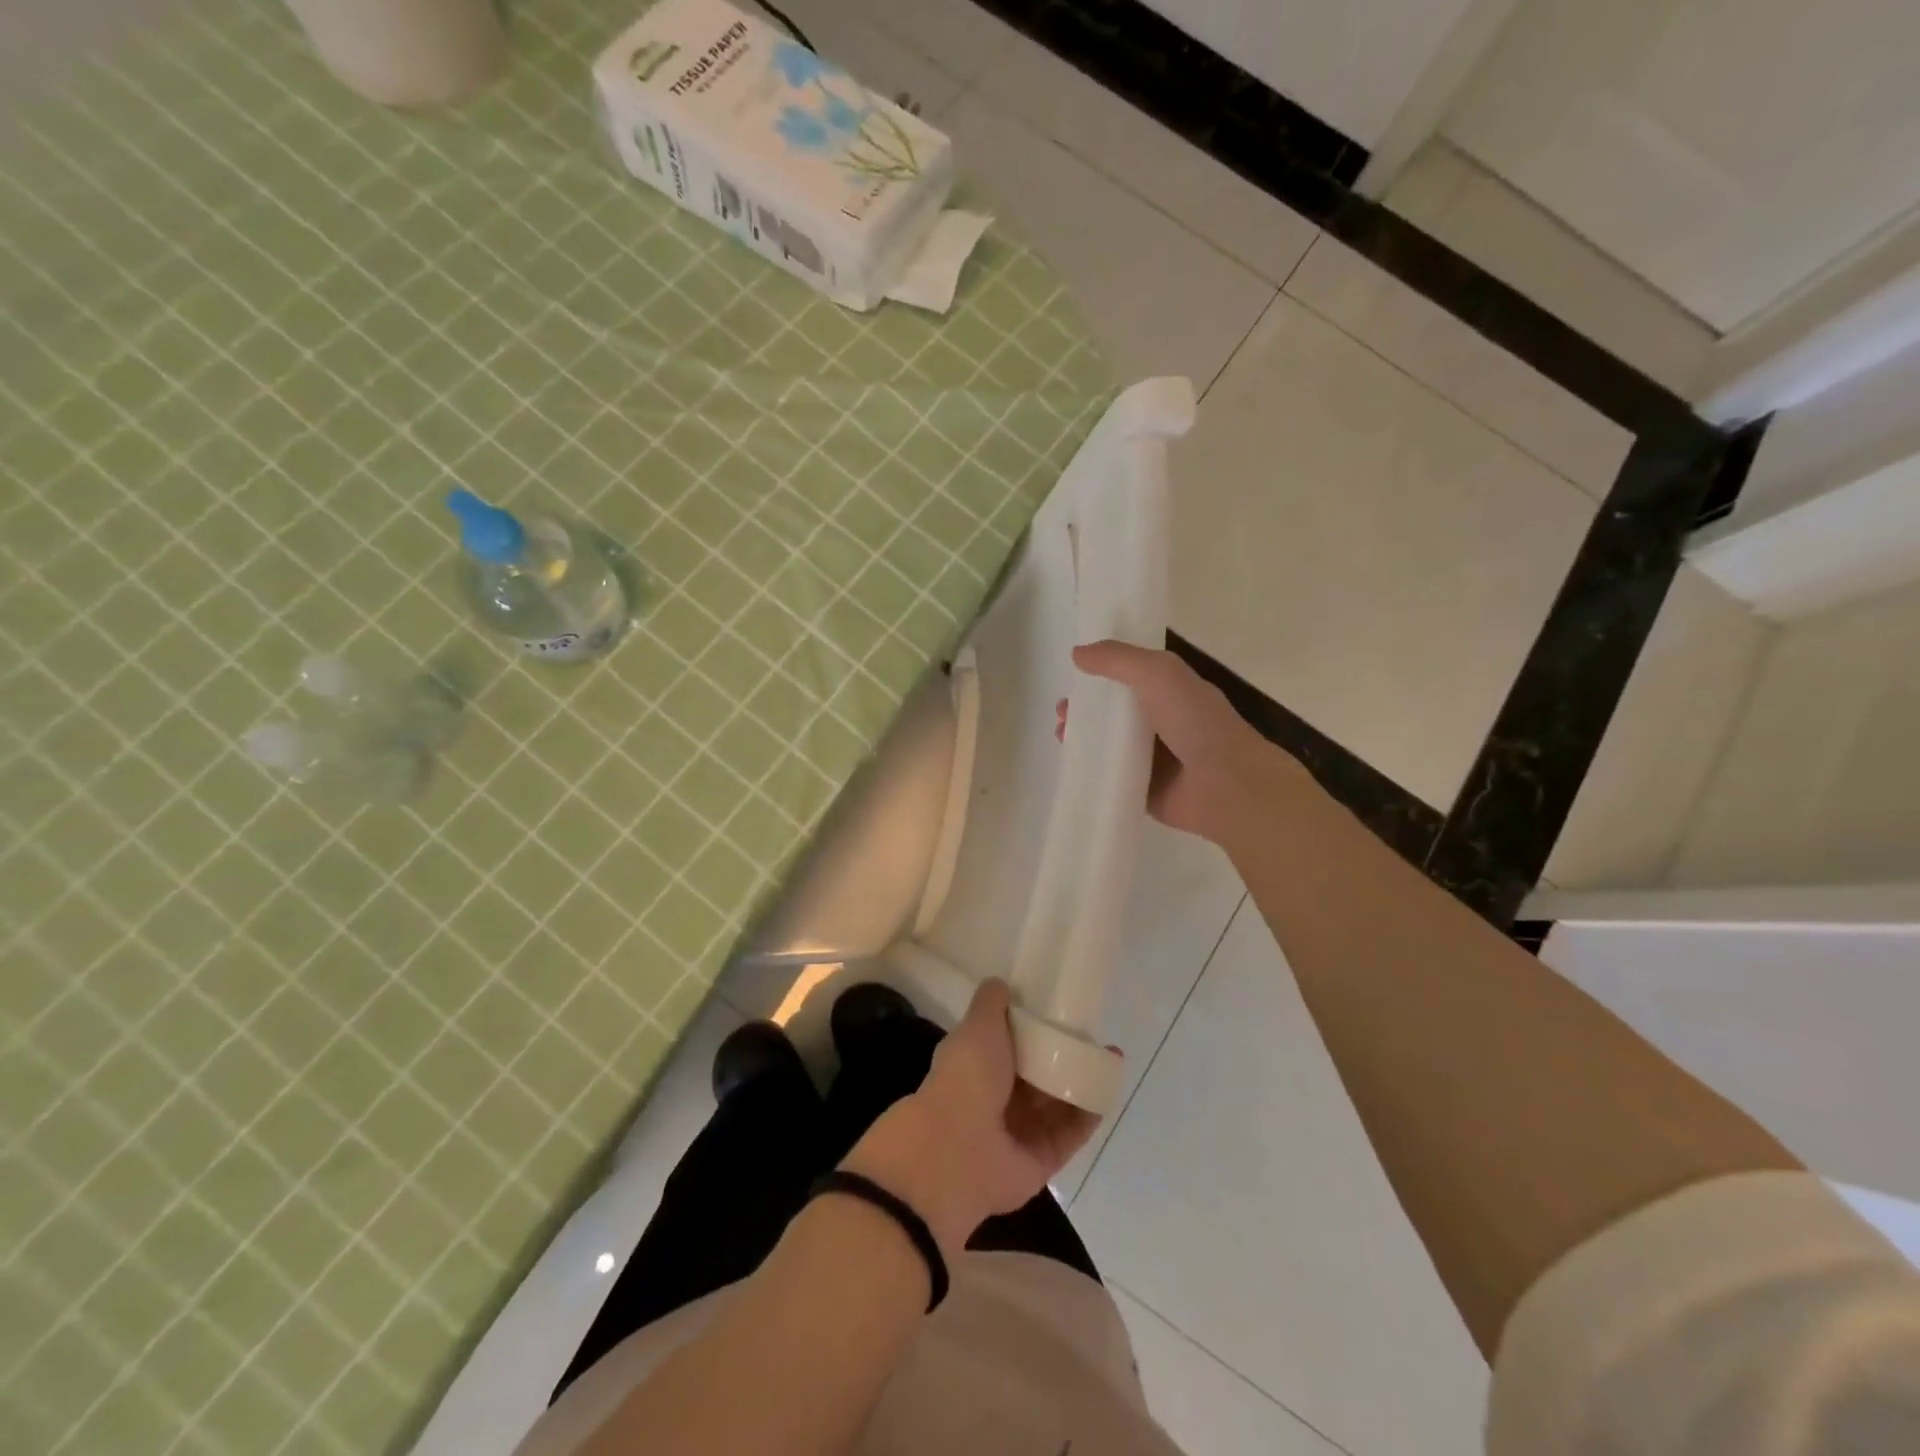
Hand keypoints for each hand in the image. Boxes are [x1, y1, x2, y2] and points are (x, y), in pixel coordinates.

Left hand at [841, 980, 1103, 1256]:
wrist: (958, 1151)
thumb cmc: (966, 1078)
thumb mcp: (977, 1026)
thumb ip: (991, 1004)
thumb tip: (1001, 983)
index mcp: (978, 1065)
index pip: (1011, 1043)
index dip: (1035, 1026)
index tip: (1061, 1009)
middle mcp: (998, 1098)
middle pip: (1039, 1073)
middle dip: (1065, 1054)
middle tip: (1093, 1033)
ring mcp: (1021, 1130)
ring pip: (1059, 1102)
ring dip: (1083, 1080)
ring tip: (1111, 1056)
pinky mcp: (1044, 1157)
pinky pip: (1072, 1131)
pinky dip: (1090, 1112)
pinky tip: (1107, 1086)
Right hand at [1059, 641, 1316, 847]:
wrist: (1225, 784)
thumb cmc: (1195, 721)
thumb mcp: (1158, 673)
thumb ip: (1118, 659)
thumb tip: (1077, 653)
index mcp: (1172, 692)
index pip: (1132, 678)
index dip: (1101, 676)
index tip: (1074, 679)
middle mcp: (1164, 723)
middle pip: (1117, 714)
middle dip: (1087, 710)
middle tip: (1063, 715)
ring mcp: (1156, 760)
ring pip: (1111, 746)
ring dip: (1085, 740)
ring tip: (1063, 737)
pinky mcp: (1146, 791)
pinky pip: (1113, 778)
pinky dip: (1093, 772)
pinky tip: (1074, 767)